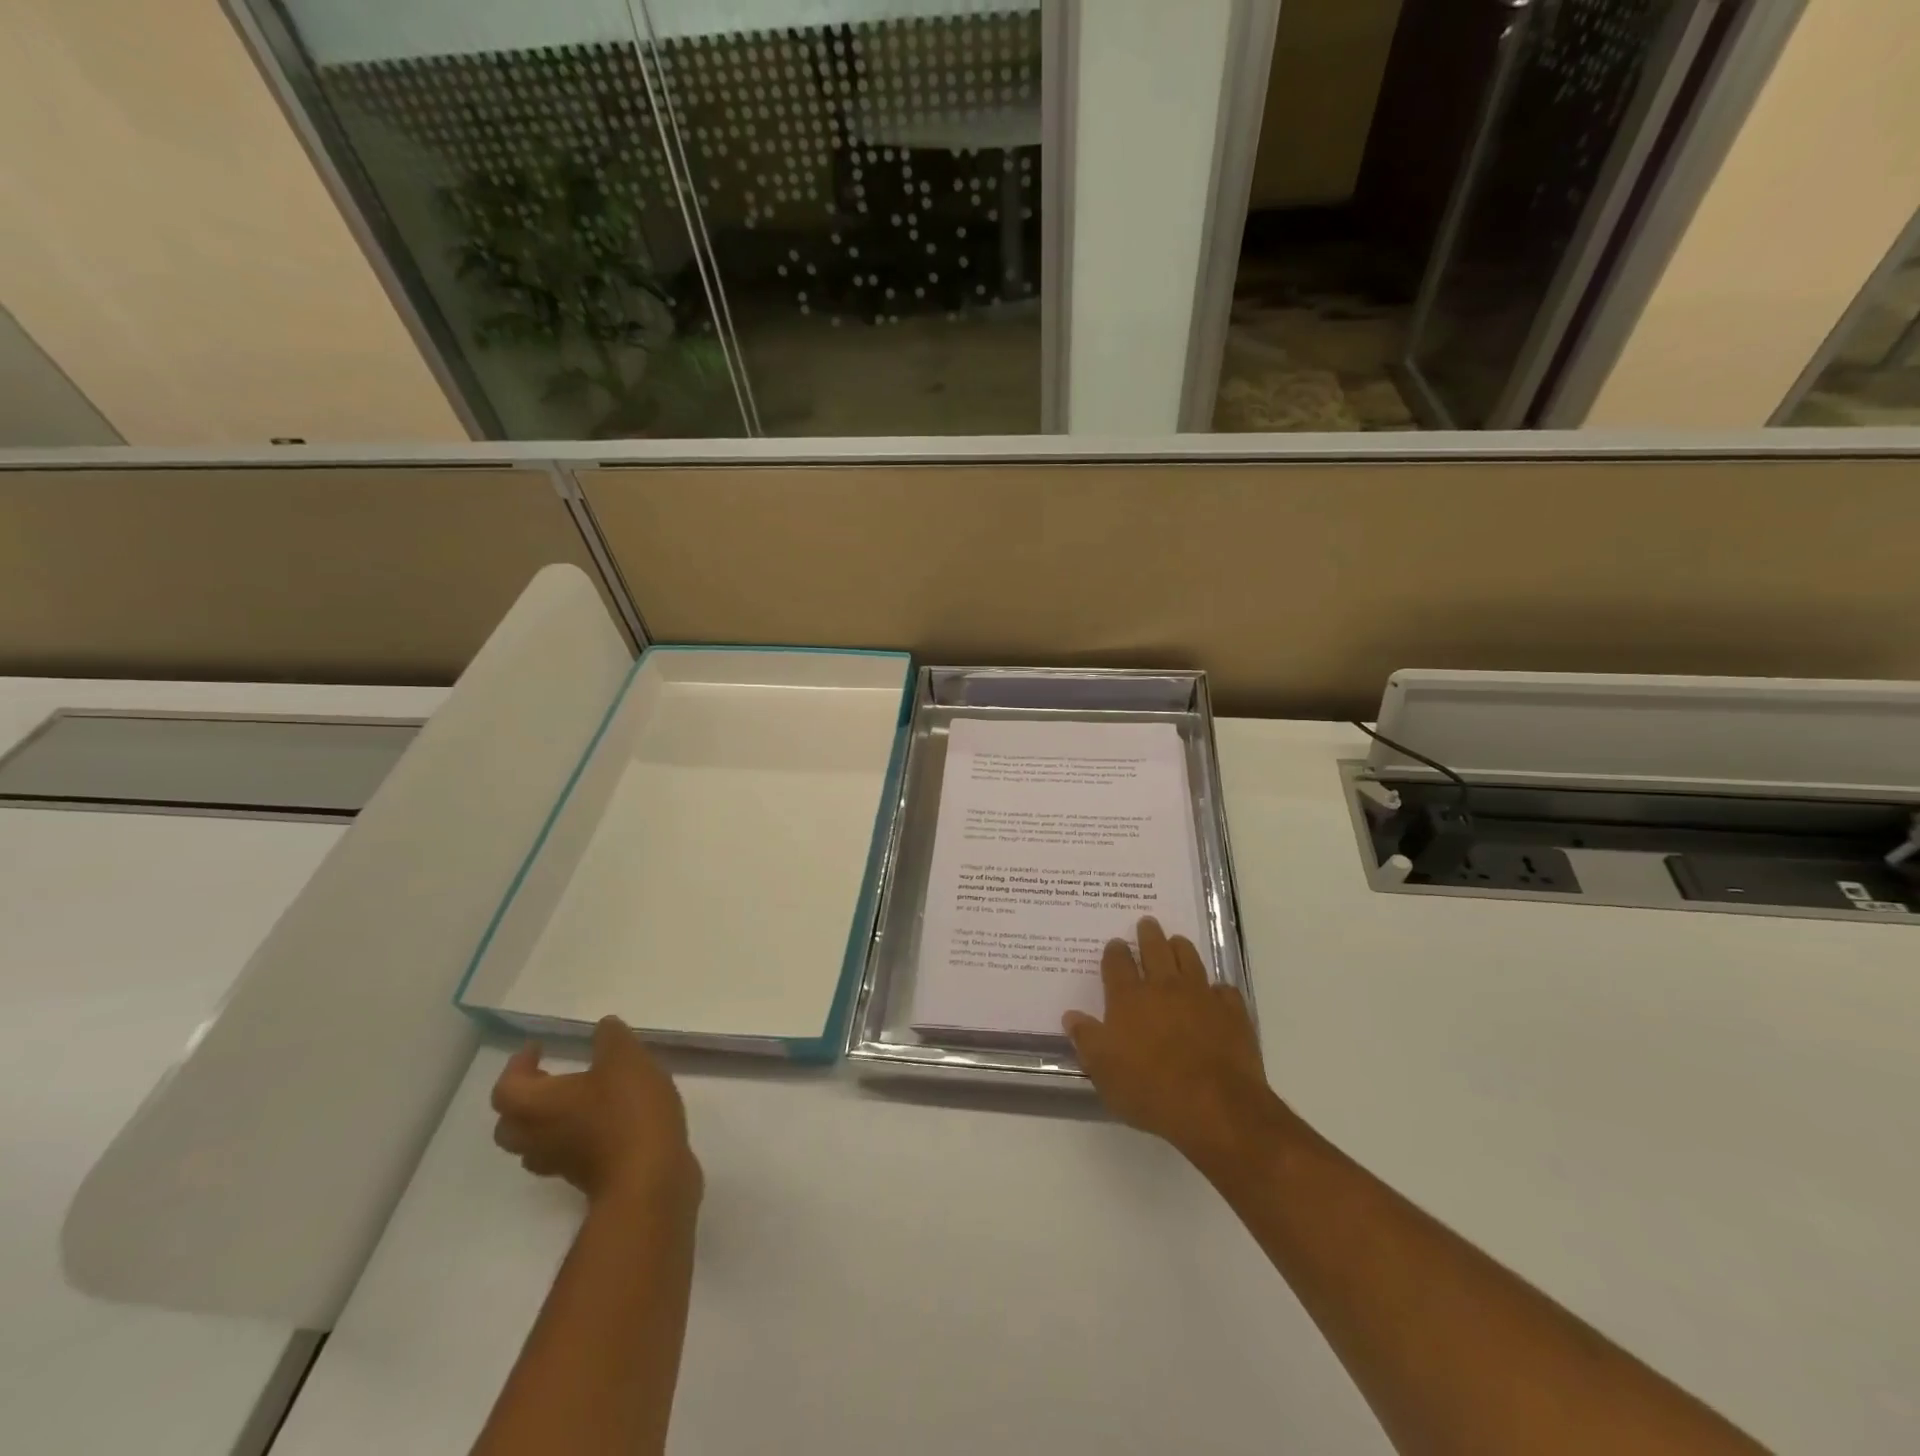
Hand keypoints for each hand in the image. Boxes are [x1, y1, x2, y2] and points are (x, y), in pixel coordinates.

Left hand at [490, 1016, 701, 1211]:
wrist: (649, 1178)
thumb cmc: (627, 1112)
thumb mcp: (625, 1058)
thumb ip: (611, 1038)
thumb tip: (603, 1027)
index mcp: (538, 1106)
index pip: (506, 1088)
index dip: (517, 1065)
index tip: (539, 1047)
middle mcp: (539, 1137)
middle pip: (510, 1124)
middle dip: (524, 1098)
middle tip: (549, 1076)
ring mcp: (561, 1163)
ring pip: (536, 1143)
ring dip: (547, 1121)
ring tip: (578, 1098)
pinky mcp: (586, 1177)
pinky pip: (567, 1153)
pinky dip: (576, 1135)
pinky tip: (607, 1120)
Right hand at [1064, 916, 1273, 1164]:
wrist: (1215, 1106)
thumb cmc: (1149, 1088)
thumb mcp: (1103, 1070)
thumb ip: (1086, 1039)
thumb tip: (1071, 1015)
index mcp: (1129, 998)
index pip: (1117, 964)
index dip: (1115, 952)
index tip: (1115, 944)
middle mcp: (1164, 987)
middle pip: (1155, 950)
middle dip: (1149, 935)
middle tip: (1147, 922)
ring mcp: (1201, 996)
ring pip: (1190, 959)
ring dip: (1181, 947)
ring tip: (1177, 941)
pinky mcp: (1232, 1013)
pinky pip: (1224, 990)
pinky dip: (1217, 988)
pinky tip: (1216, 992)